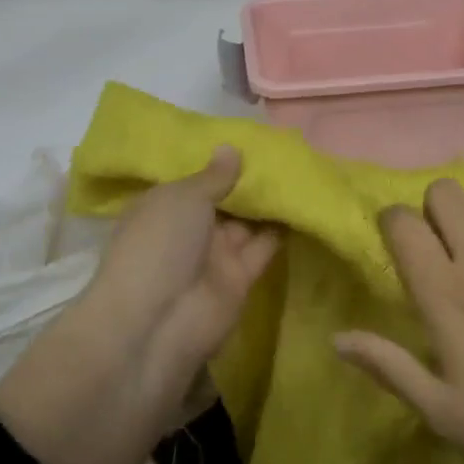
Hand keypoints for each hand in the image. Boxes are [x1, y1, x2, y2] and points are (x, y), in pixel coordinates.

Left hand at [82, 145, 279, 399]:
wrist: (158, 322)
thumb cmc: (159, 245)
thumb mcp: (182, 199)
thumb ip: (213, 176)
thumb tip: (230, 148)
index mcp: (164, 205)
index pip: (195, 180)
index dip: (220, 162)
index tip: (252, 140)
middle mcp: (189, 229)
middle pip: (225, 200)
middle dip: (250, 180)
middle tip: (286, 152)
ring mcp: (214, 255)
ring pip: (247, 223)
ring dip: (269, 203)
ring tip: (302, 173)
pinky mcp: (240, 279)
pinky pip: (263, 249)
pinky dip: (282, 231)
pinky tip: (306, 205)